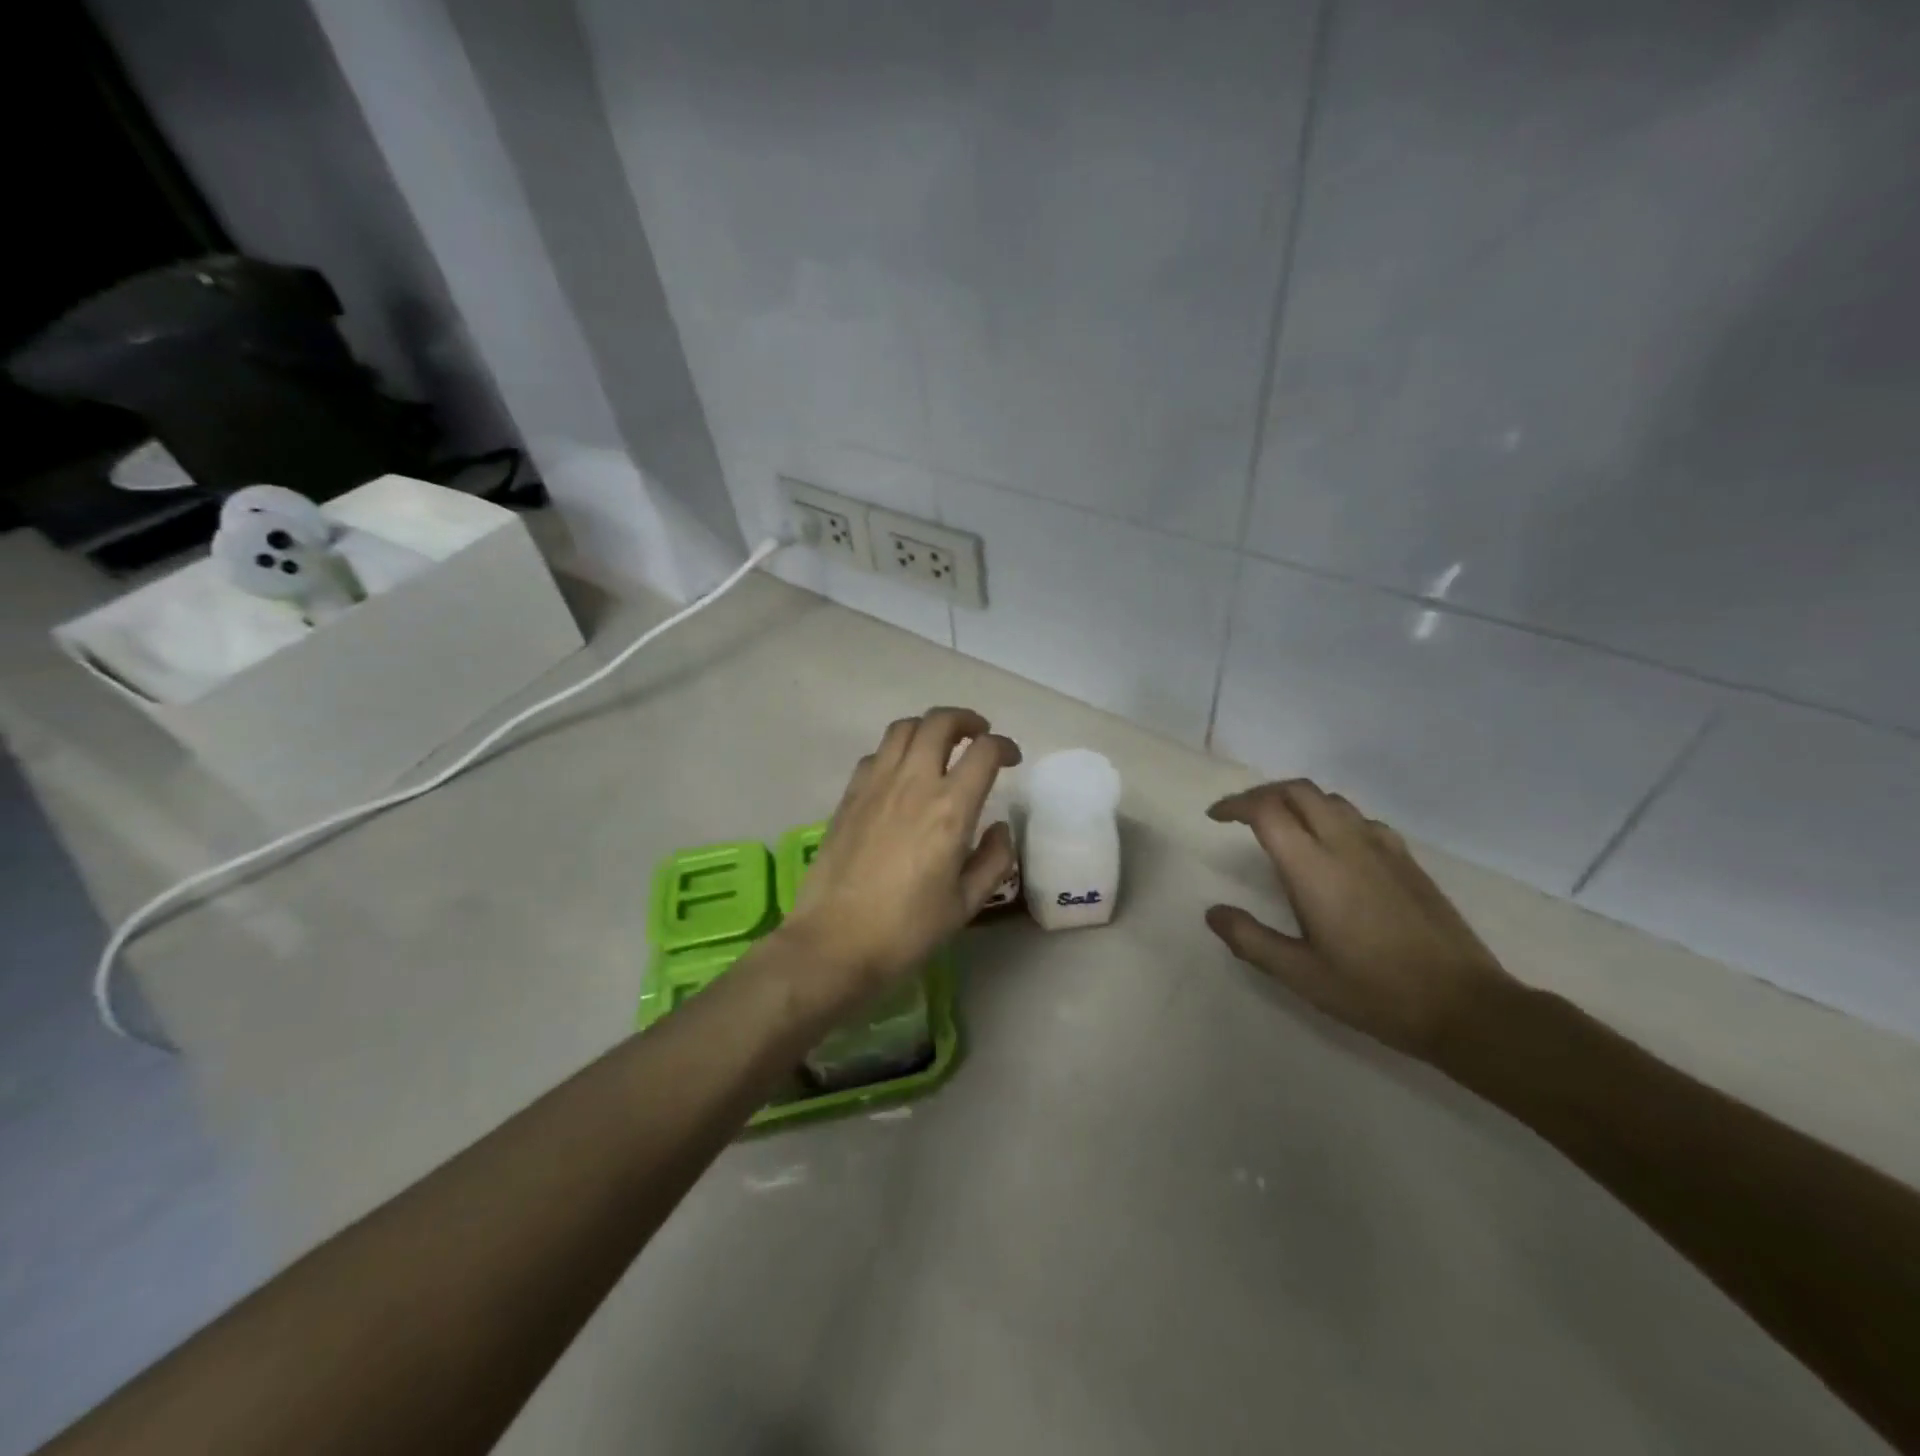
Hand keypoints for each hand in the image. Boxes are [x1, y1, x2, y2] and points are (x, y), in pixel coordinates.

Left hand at [781, 707, 1019, 1005]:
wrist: (835, 942)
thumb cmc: (907, 930)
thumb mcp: (966, 903)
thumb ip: (994, 860)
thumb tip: (999, 828)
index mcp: (950, 808)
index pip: (984, 752)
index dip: (1004, 746)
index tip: (1011, 758)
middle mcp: (913, 783)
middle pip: (940, 722)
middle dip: (966, 720)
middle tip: (978, 735)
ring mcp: (876, 785)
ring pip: (903, 728)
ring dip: (929, 727)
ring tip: (940, 745)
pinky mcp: (849, 796)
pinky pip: (876, 754)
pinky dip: (896, 751)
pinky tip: (901, 773)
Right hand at [1205, 780, 1513, 1061]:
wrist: (1466, 1006)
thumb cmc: (1374, 991)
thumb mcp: (1301, 974)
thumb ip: (1251, 940)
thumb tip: (1214, 913)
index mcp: (1314, 868)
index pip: (1267, 810)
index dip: (1235, 805)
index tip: (1215, 818)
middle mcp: (1346, 844)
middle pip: (1298, 791)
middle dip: (1263, 794)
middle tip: (1241, 815)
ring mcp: (1382, 848)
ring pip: (1331, 800)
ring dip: (1297, 800)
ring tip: (1280, 824)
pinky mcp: (1407, 860)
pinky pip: (1360, 818)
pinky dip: (1331, 816)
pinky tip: (1332, 846)